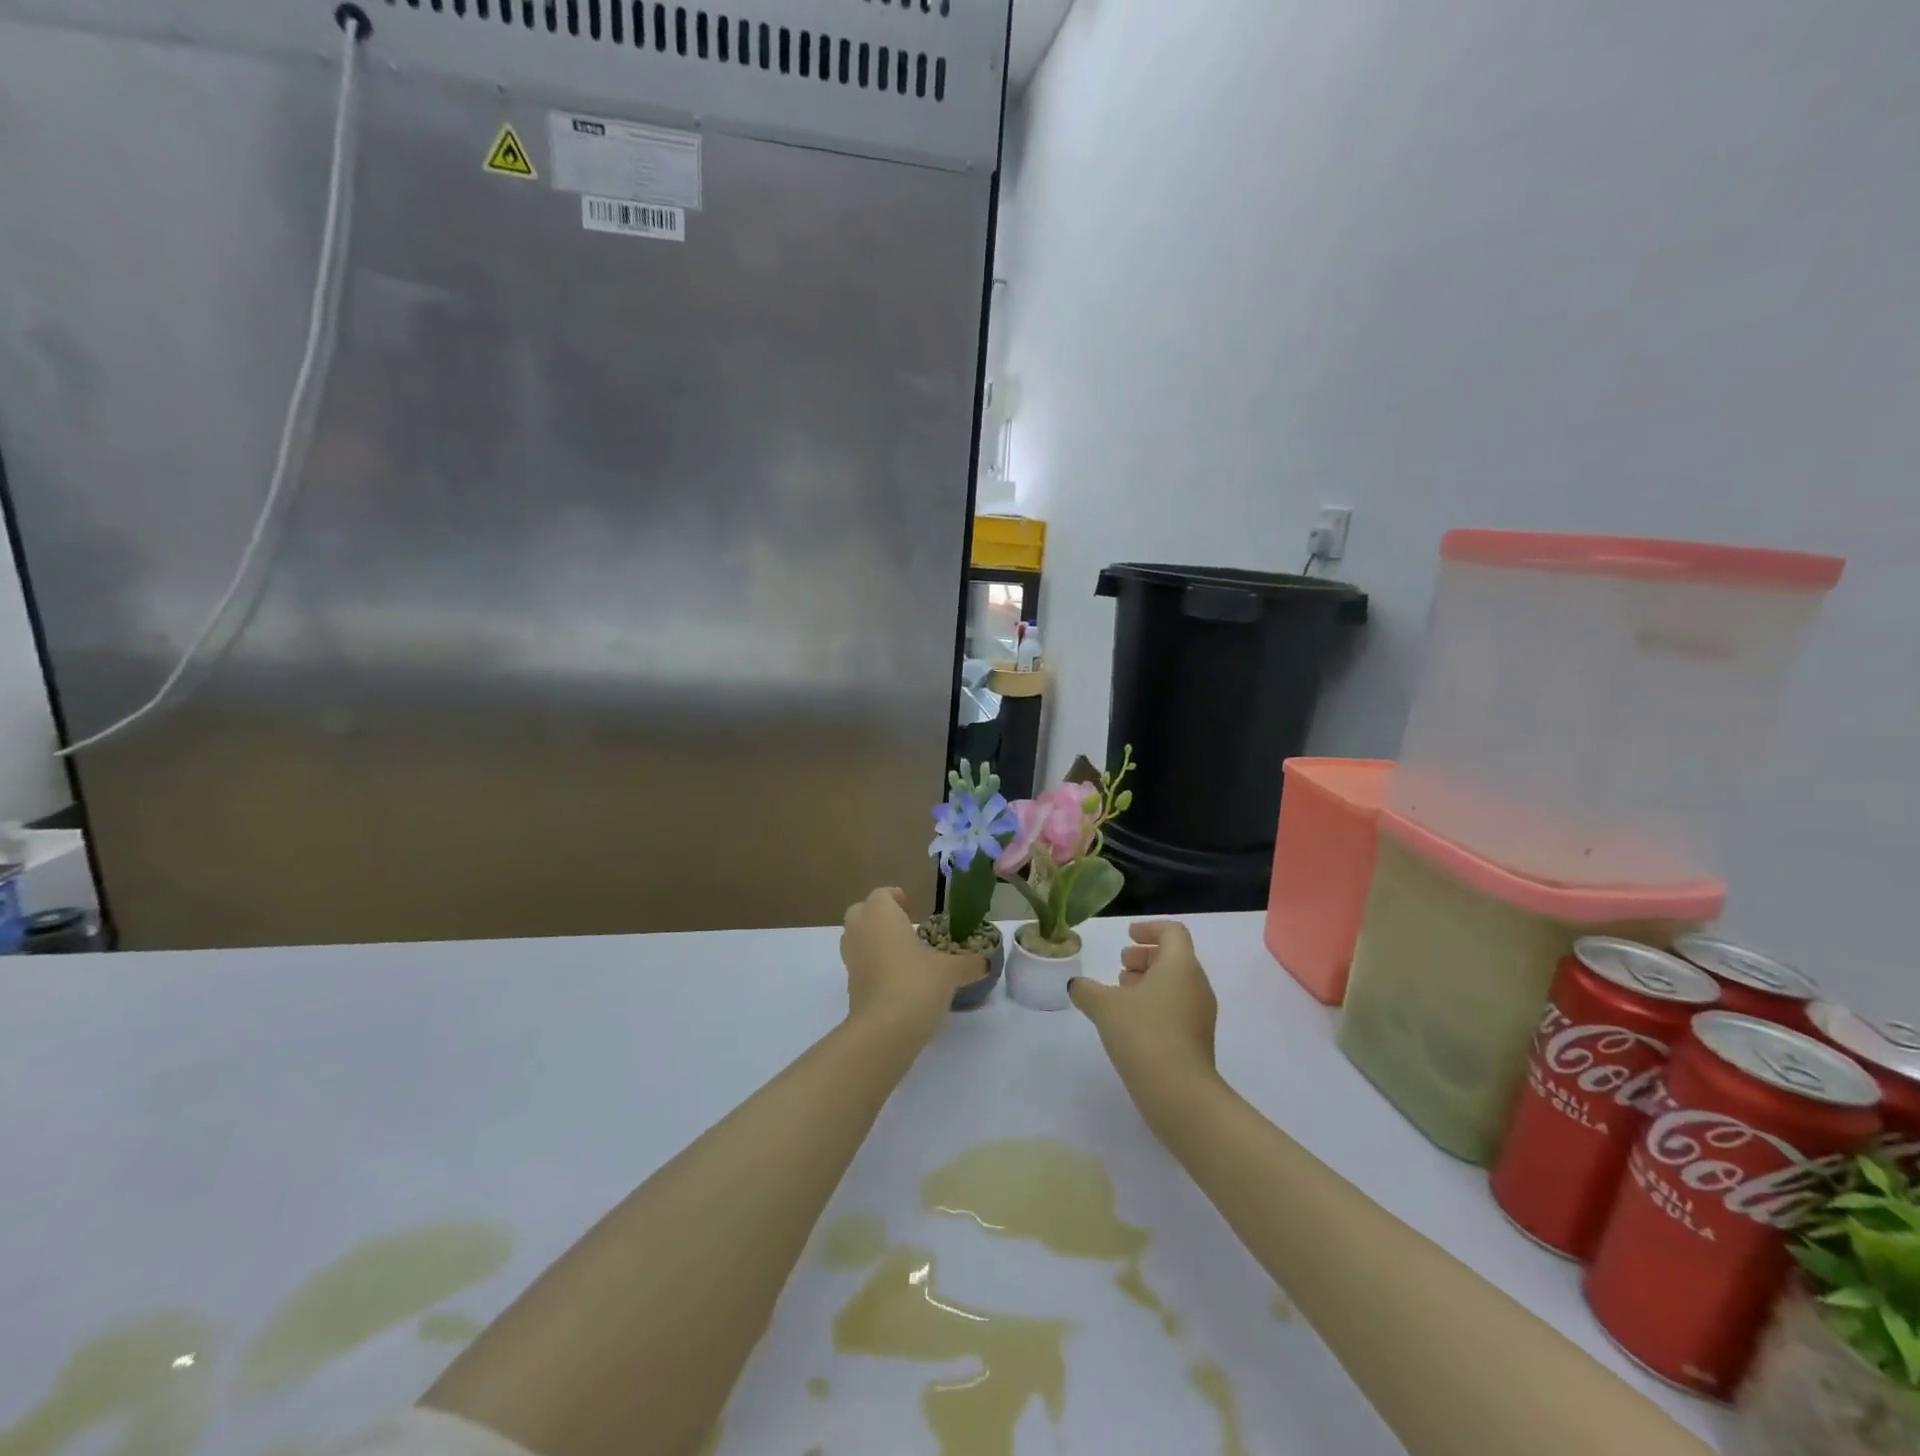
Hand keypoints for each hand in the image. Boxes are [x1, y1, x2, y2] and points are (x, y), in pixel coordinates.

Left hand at [840, 888, 982, 1032]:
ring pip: (856, 938)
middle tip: (903, 926)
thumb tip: (986, 962)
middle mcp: (860, 931)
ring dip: (873, 940)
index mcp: (881, 916)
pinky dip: (872, 966)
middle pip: (861, 912)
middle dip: (879, 916)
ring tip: (902, 953)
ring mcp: (851, 959)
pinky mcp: (849, 986)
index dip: (895, 898)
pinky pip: (859, 965)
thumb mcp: (950, 971)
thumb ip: (968, 964)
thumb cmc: (917, 983)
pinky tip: (897, 979)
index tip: (912, 907)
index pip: (881, 895)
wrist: (884, 1030)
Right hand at [1068, 921, 1219, 1124]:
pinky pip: (1177, 1009)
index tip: (1127, 936)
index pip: (1172, 932)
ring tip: (1120, 994)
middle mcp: (1196, 985)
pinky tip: (1130, 1023)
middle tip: (1120, 966)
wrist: (1180, 1095)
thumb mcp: (1104, 1007)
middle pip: (1174, 958)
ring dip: (1149, 982)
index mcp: (1180, 966)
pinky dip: (1155, 1005)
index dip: (1149, 928)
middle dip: (1146, 957)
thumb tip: (1076, 985)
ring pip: (1175, 985)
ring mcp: (1201, 1015)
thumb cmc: (1144, 1035)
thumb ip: (1087, 990)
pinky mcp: (1198, 1041)